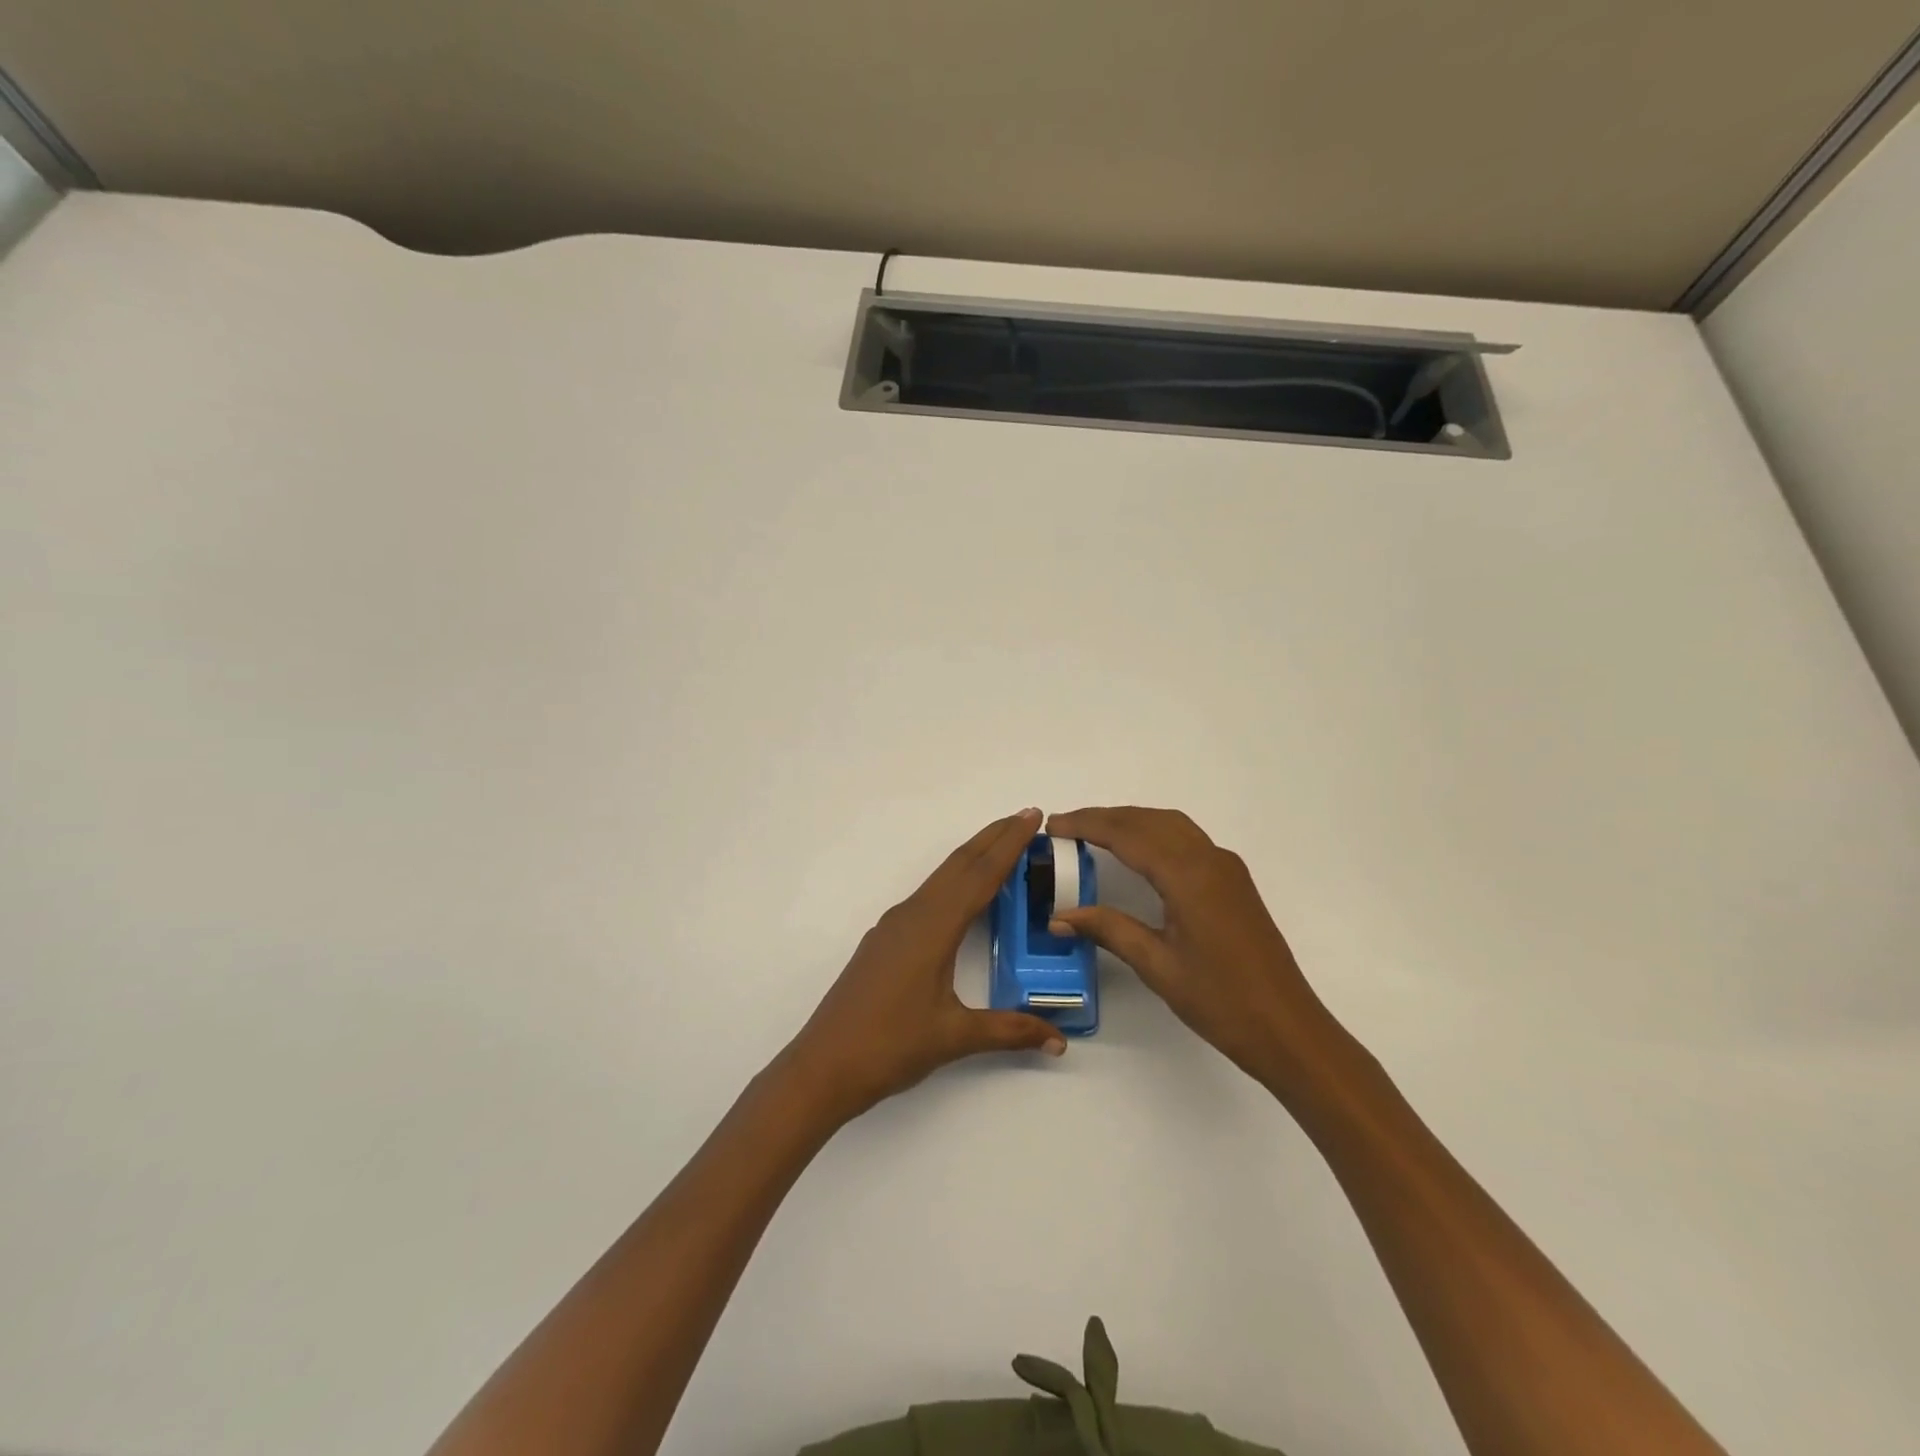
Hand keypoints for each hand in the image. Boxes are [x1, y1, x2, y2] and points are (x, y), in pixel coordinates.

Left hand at [777, 809, 1066, 1124]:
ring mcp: (894, 926)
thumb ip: (1009, 1031)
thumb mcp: (954, 1037)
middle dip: (993, 837)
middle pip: (959, 865)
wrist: (823, 1065)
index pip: (980, 875)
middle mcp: (913, 915)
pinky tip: (962, 894)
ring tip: (1002, 845)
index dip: (1009, 844)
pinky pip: (928, 895)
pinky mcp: (885, 940)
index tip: (1033, 816)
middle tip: (1026, 817)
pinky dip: (954, 880)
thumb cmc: (889, 1046)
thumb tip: (1058, 1041)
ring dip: (973, 857)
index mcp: (933, 928)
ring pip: (941, 878)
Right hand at [1047, 806, 1340, 1091]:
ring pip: (1171, 825)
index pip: (1127, 835)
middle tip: (1064, 827)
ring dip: (1131, 821)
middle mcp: (1209, 859)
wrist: (1288, 1028)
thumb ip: (1108, 930)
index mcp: (1188, 876)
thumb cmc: (1220, 1001)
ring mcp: (1226, 868)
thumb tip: (1058, 917)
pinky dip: (1154, 833)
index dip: (1086, 825)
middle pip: (1149, 820)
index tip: (1052, 825)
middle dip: (1104, 817)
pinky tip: (1138, 852)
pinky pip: (1187, 839)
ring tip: (1093, 833)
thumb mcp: (1157, 965)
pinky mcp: (1234, 881)